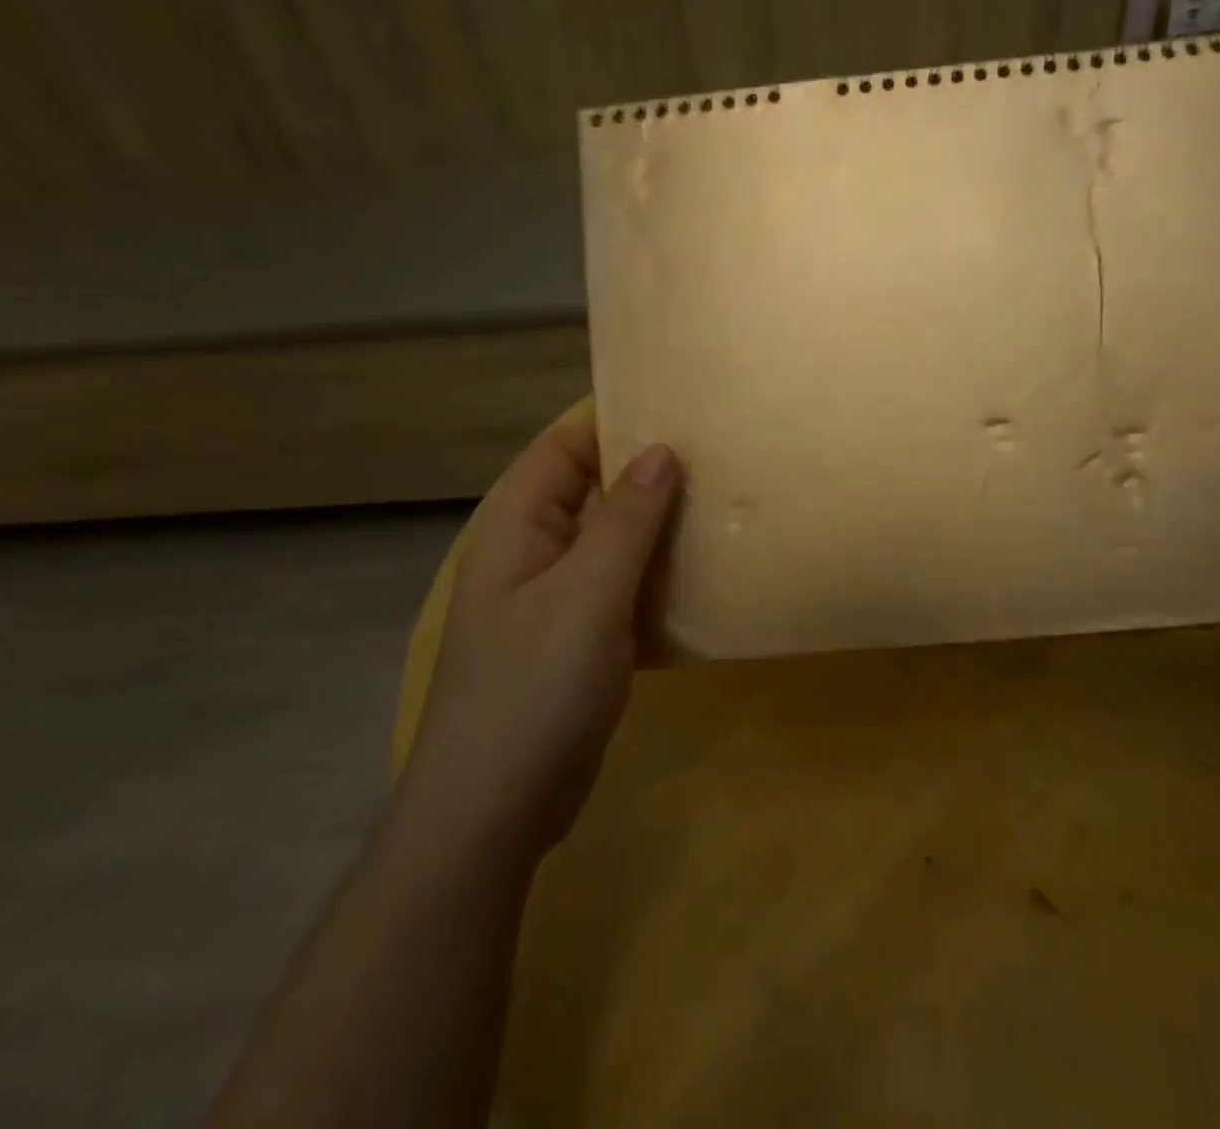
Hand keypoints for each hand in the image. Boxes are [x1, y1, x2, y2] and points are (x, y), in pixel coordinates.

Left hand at [400, 400, 680, 866]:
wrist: (494, 811)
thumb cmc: (533, 688)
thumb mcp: (587, 594)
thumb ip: (626, 519)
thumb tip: (663, 450)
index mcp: (518, 524)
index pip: (568, 446)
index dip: (619, 421)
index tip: (684, 409)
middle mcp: (534, 550)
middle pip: (595, 491)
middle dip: (652, 475)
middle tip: (722, 459)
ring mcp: (556, 599)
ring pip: (615, 543)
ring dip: (661, 529)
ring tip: (725, 507)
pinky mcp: (579, 640)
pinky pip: (624, 590)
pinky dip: (659, 579)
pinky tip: (707, 577)